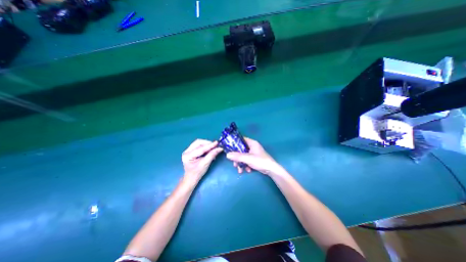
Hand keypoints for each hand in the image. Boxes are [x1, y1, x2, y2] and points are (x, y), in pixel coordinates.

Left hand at [182, 140, 223, 182]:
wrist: (191, 178)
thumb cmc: (197, 173)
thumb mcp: (205, 164)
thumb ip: (212, 155)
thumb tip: (219, 148)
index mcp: (188, 156)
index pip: (200, 148)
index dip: (210, 145)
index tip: (217, 143)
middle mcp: (186, 151)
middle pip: (198, 142)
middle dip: (208, 143)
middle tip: (215, 145)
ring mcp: (188, 150)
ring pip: (199, 143)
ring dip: (207, 144)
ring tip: (213, 147)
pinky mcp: (191, 150)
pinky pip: (199, 145)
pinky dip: (205, 146)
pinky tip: (209, 149)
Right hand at [225, 137, 285, 175]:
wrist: (271, 170)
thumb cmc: (260, 161)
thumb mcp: (248, 158)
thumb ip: (238, 156)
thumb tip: (227, 155)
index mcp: (252, 143)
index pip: (241, 139)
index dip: (234, 143)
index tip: (228, 148)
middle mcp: (252, 146)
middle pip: (241, 149)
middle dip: (237, 157)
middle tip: (234, 163)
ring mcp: (253, 153)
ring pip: (243, 156)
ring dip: (241, 163)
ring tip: (240, 170)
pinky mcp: (254, 159)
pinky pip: (246, 160)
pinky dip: (245, 165)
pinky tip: (247, 170)